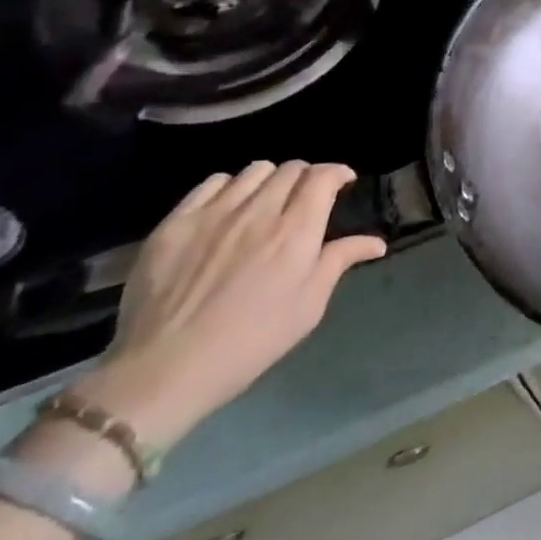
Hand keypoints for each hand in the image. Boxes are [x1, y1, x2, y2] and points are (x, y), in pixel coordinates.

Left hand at [75, 162, 385, 449]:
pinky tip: (228, 209)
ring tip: (266, 202)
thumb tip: (376, 242)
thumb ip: (339, 262)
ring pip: (254, 171)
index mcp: (296, 231)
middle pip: (291, 169)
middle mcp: (259, 211)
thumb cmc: (250, 342)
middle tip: (305, 199)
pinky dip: (229, 188)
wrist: (165, 370)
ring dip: (269, 180)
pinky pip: (211, 183)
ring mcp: (214, 214)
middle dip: (306, 177)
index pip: (323, 176)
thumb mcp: (308, 307)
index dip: (337, 173)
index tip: (342, 184)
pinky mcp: (176, 223)